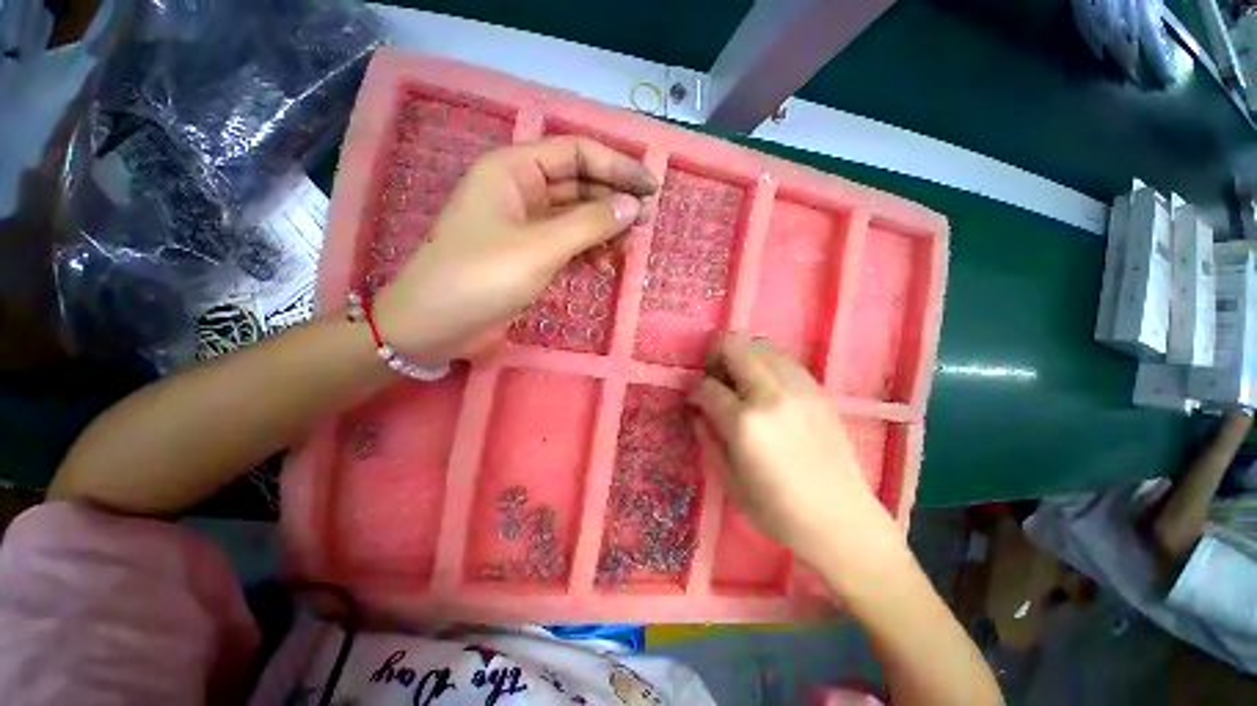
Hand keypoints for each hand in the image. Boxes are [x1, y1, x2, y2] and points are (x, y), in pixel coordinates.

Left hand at [375, 137, 658, 362]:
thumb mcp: (540, 247)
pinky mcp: (528, 253)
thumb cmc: (482, 277)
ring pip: (575, 216)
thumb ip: (589, 224)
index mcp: (513, 169)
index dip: (617, 167)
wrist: (436, 325)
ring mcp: (524, 224)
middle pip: (578, 184)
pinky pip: (567, 242)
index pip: (576, 153)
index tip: (651, 188)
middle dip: (613, 201)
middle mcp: (519, 189)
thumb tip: (633, 206)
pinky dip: (588, 251)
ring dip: (603, 229)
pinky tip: (605, 265)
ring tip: (629, 249)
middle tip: (645, 222)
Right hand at [689, 334, 900, 571]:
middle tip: (716, 380)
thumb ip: (707, 435)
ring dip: (743, 359)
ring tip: (742, 383)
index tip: (695, 399)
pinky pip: (785, 361)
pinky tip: (768, 388)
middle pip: (734, 348)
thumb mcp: (728, 478)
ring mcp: (798, 389)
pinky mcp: (818, 391)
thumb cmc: (776, 508)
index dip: (696, 391)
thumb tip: (696, 409)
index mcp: (744, 423)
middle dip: (716, 359)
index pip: (708, 387)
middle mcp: (770, 395)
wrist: (839, 519)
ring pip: (761, 348)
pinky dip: (768, 366)